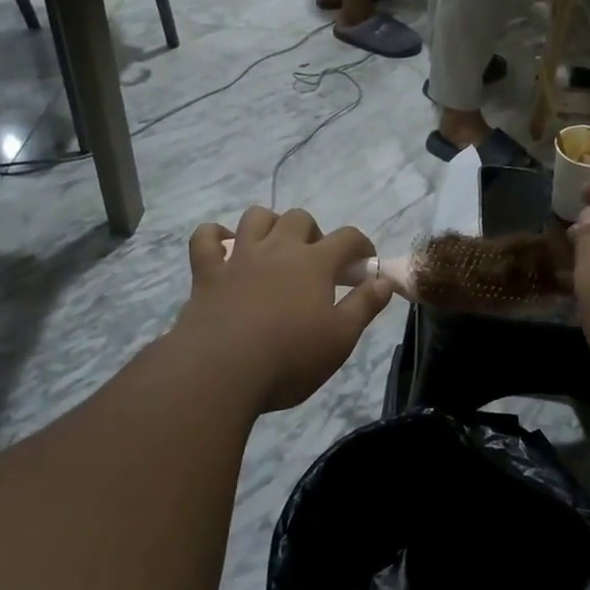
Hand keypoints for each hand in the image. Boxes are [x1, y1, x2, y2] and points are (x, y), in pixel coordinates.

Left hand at [177, 207, 392, 412]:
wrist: (221, 371)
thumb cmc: (289, 358)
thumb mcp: (341, 339)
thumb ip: (364, 306)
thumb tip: (384, 281)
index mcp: (314, 263)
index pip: (348, 238)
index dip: (362, 246)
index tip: (365, 265)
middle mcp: (277, 249)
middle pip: (299, 219)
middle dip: (314, 233)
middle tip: (316, 263)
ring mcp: (239, 258)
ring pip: (255, 218)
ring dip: (269, 225)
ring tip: (275, 248)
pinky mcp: (207, 273)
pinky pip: (205, 238)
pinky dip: (214, 236)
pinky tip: (223, 248)